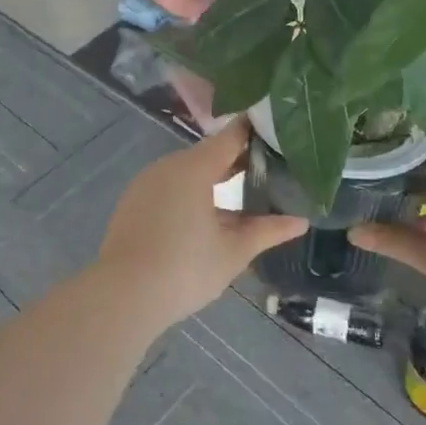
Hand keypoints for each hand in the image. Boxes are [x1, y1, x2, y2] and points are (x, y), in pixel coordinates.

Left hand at [96, 119, 305, 327]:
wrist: (124, 294)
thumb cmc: (185, 268)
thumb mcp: (234, 251)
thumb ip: (267, 230)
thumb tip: (301, 221)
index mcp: (194, 168)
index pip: (229, 137)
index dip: (253, 131)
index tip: (277, 129)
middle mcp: (168, 166)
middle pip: (208, 154)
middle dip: (236, 160)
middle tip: (269, 167)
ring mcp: (146, 183)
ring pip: (187, 172)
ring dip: (212, 179)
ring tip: (242, 192)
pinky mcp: (133, 202)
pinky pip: (169, 187)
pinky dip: (190, 192)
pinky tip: (205, 214)